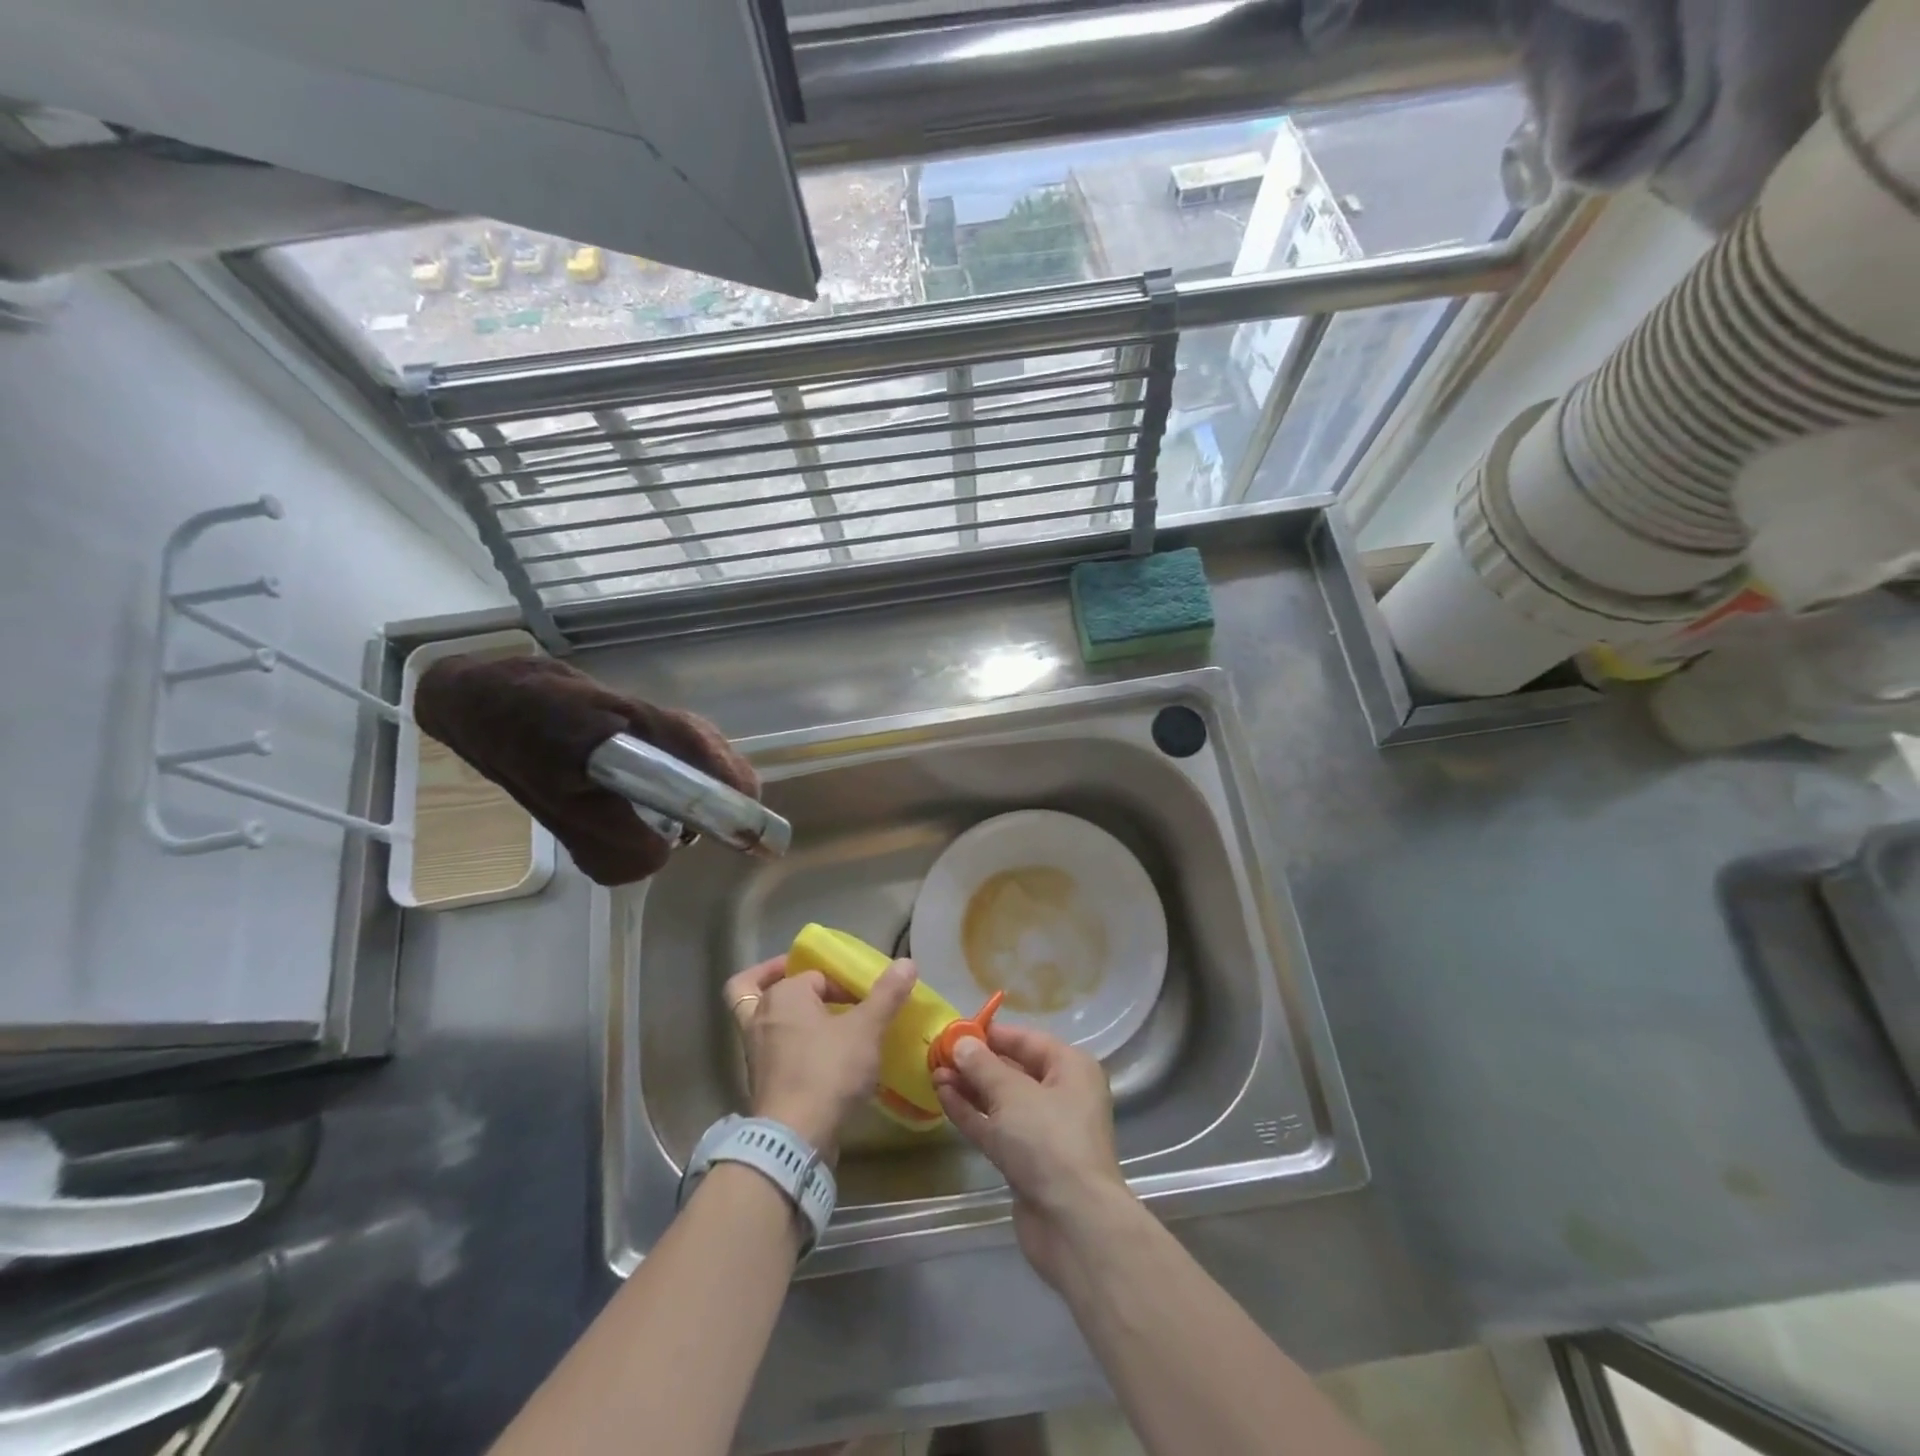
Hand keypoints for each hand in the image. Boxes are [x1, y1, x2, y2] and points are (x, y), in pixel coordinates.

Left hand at [723, 955, 916, 1159]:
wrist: (794, 1138)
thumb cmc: (828, 1070)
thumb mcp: (866, 1029)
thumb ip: (886, 995)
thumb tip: (906, 963)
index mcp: (782, 996)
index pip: (812, 974)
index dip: (840, 983)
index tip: (862, 1000)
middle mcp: (759, 1018)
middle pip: (753, 988)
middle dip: (777, 980)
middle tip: (808, 988)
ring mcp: (754, 1052)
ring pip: (757, 1020)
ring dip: (780, 1015)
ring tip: (814, 1020)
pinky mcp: (759, 1083)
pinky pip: (767, 1050)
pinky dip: (783, 1045)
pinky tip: (814, 1056)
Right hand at [932, 1024, 1134, 1285]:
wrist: (1073, 1223)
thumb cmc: (1048, 1140)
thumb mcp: (1012, 1093)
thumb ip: (982, 1066)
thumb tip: (961, 1043)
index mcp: (1071, 1068)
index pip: (1027, 1040)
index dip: (991, 1034)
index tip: (956, 1029)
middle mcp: (1061, 1094)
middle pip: (1013, 1070)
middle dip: (976, 1063)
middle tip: (938, 1053)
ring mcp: (1044, 1131)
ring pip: (1001, 1101)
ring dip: (969, 1088)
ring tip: (933, 1073)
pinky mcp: (1027, 1161)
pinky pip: (996, 1128)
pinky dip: (972, 1114)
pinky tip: (943, 1098)